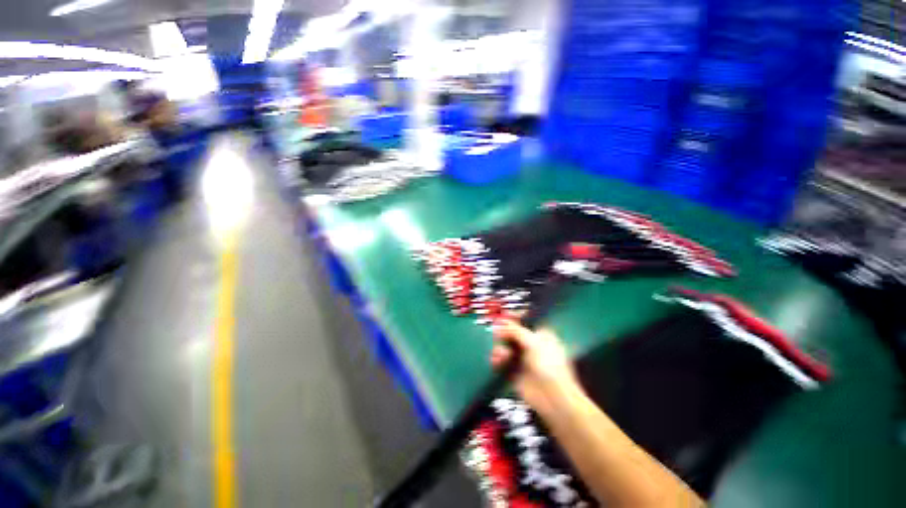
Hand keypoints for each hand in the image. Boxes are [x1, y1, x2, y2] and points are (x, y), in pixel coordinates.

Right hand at [491, 319, 580, 413]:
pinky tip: (497, 361)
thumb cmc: (550, 366)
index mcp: (541, 335)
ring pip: (504, 346)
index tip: (504, 315)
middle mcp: (531, 344)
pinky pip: (501, 361)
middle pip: (512, 332)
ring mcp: (522, 358)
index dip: (515, 317)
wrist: (553, 398)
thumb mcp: (534, 343)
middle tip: (497, 332)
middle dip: (503, 332)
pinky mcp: (513, 371)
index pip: (526, 321)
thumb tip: (501, 322)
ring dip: (500, 348)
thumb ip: (516, 331)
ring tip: (501, 353)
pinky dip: (497, 360)